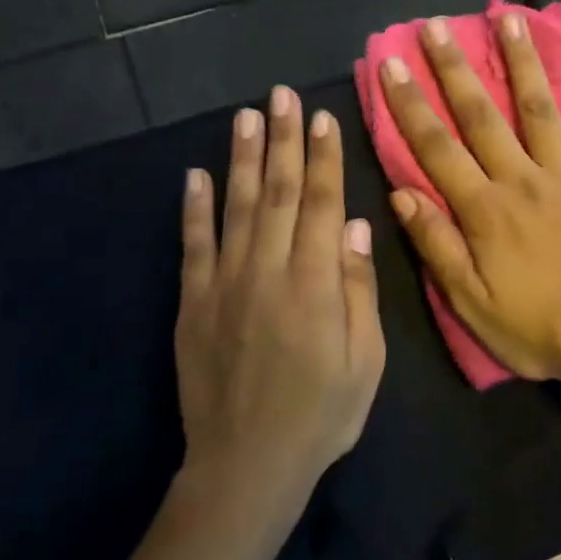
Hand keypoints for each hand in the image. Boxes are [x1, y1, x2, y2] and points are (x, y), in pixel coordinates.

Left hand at [174, 87, 384, 512]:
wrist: (247, 464)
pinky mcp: (194, 303)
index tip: (323, 118)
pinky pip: (194, 245)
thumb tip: (359, 228)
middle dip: (283, 140)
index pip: (323, 205)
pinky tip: (197, 176)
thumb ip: (360, 291)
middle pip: (280, 193)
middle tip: (282, 95)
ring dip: (243, 159)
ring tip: (246, 115)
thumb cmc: (322, 415)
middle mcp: (268, 271)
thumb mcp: (366, 361)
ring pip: (238, 207)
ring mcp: (225, 284)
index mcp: (316, 285)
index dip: (324, 159)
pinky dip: (195, 208)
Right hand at [380, 12, 560, 383]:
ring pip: (542, 110)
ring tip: (510, 19)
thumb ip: (436, 246)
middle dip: (454, 69)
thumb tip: (401, 193)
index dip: (409, 105)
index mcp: (484, 210)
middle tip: (435, 25)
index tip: (390, 63)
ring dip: (524, 63)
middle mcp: (523, 180)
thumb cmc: (538, 330)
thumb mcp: (471, 302)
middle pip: (482, 116)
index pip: (436, 148)